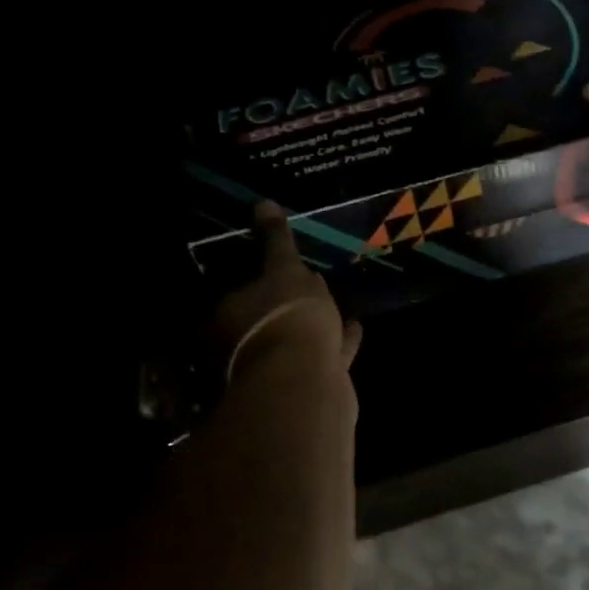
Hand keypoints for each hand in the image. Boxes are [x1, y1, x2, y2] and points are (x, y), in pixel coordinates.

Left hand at [214, 202, 362, 381]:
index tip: (280, 269)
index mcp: (231, 316)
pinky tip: (357, 328)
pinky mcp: (308, 386)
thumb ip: (276, 241)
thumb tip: (263, 203)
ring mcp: (278, 370)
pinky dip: (339, 343)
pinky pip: (325, 357)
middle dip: (286, 306)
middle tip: (308, 286)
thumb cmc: (288, 317)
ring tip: (336, 305)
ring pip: (297, 341)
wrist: (307, 383)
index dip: (260, 280)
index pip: (240, 293)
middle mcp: (246, 346)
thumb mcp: (285, 270)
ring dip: (315, 325)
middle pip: (266, 321)